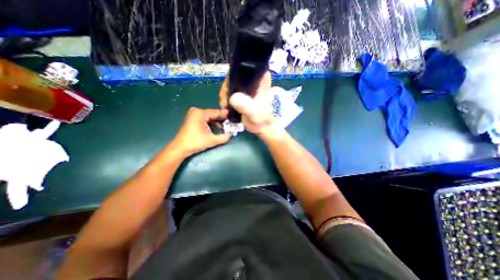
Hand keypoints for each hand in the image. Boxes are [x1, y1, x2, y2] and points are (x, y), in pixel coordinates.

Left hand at [168, 108, 230, 155]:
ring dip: (217, 122)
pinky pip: (205, 118)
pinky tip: (217, 127)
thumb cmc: (195, 143)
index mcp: (200, 113)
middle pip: (213, 114)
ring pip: (209, 116)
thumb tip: (233, 134)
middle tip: (231, 124)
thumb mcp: (212, 140)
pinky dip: (211, 123)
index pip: (217, 112)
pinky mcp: (192, 118)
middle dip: (222, 119)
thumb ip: (224, 137)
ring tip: (225, 127)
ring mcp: (193, 114)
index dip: (226, 116)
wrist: (180, 148)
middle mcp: (196, 111)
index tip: (234, 119)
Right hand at [219, 71, 280, 137]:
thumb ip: (246, 106)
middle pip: (234, 77)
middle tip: (224, 103)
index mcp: (259, 77)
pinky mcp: (244, 92)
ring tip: (225, 108)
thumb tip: (234, 98)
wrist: (262, 126)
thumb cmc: (261, 118)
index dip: (230, 79)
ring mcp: (248, 85)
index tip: (226, 93)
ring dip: (225, 96)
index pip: (241, 68)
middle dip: (226, 90)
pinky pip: (231, 91)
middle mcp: (253, 78)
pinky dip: (227, 99)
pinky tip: (226, 107)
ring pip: (231, 85)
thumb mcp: (254, 112)